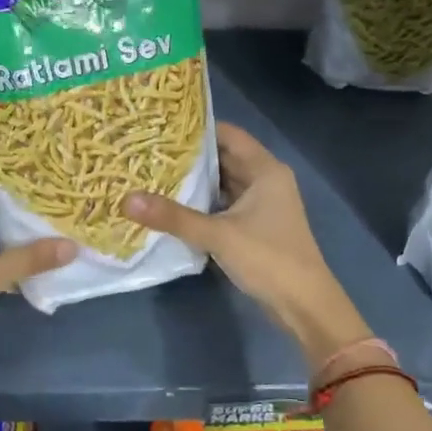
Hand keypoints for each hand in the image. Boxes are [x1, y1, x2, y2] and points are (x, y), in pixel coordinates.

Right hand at [123, 122, 368, 369]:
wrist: (305, 305)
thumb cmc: (268, 258)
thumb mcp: (218, 235)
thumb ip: (173, 217)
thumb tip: (126, 199)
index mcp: (265, 170)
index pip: (228, 134)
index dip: (197, 128)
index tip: (161, 125)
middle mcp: (265, 180)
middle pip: (224, 157)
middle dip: (190, 155)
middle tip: (149, 150)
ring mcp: (262, 204)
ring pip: (223, 183)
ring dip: (195, 180)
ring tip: (154, 173)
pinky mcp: (255, 226)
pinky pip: (224, 204)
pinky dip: (203, 202)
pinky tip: (174, 204)